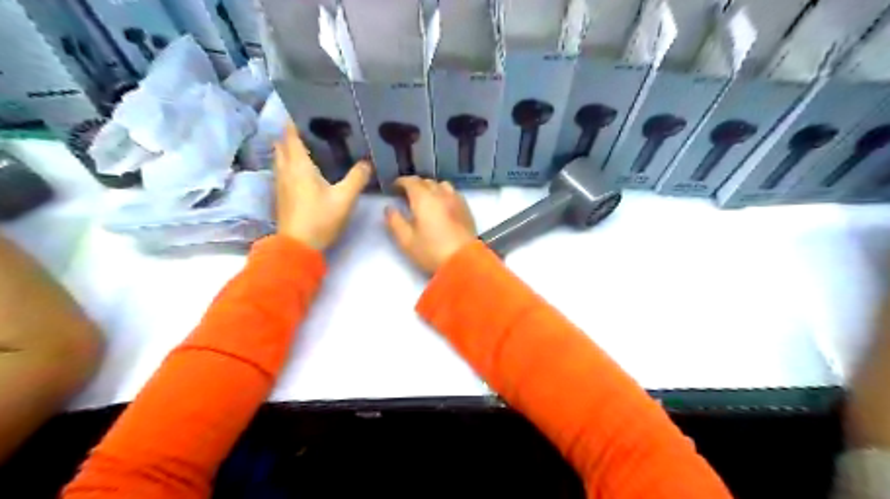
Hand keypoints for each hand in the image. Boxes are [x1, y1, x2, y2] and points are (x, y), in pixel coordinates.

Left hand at [271, 123, 369, 250]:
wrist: (298, 246)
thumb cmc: (320, 219)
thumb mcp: (344, 198)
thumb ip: (357, 177)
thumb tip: (367, 163)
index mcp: (298, 165)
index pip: (290, 134)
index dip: (296, 120)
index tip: (308, 112)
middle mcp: (285, 170)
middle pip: (282, 143)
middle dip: (293, 133)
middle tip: (313, 130)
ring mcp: (280, 183)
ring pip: (281, 157)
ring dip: (290, 148)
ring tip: (311, 147)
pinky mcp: (282, 195)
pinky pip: (283, 170)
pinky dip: (291, 163)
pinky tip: (307, 170)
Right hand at [384, 176, 475, 273]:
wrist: (464, 262)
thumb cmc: (431, 251)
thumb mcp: (406, 240)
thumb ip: (395, 221)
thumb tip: (389, 208)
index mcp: (424, 199)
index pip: (411, 181)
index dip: (401, 182)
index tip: (394, 188)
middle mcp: (441, 194)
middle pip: (426, 182)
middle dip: (415, 185)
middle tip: (407, 196)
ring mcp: (456, 200)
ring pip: (442, 185)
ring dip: (431, 188)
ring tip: (426, 199)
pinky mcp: (466, 209)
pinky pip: (453, 193)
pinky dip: (444, 194)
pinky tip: (442, 206)